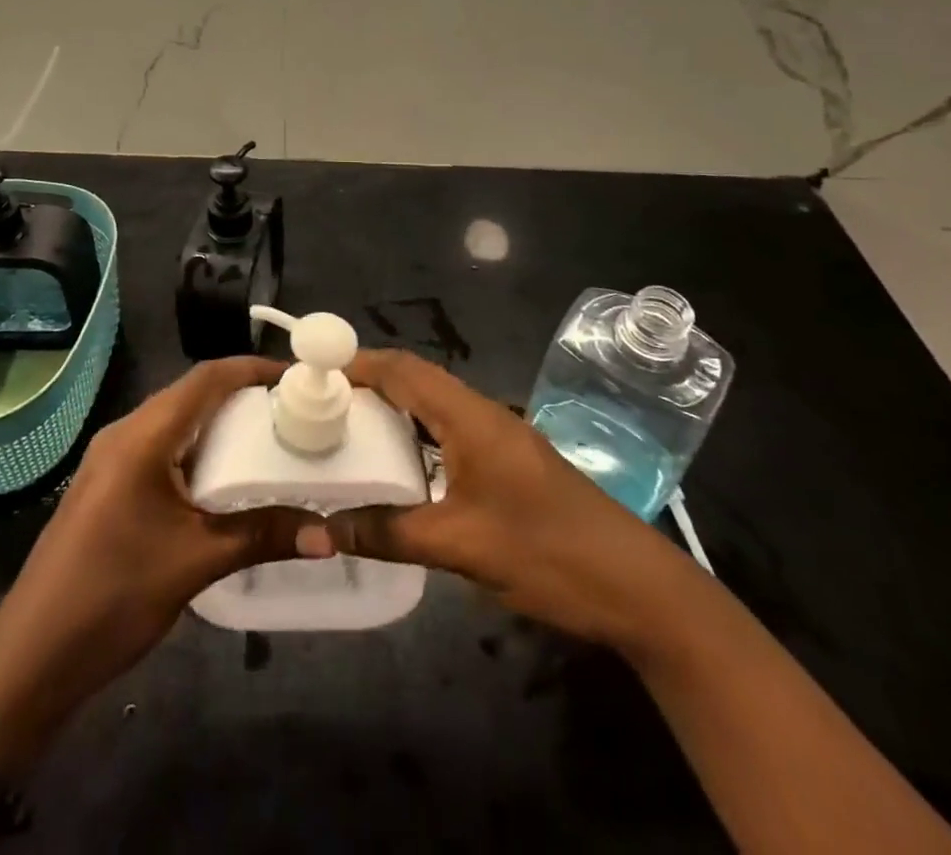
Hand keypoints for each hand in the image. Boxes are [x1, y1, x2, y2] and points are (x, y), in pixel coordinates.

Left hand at [0, 357, 328, 773]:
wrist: (31, 657)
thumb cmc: (113, 596)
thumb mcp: (196, 561)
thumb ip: (263, 535)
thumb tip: (330, 534)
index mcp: (142, 436)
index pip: (206, 378)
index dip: (253, 369)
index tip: (299, 376)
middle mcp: (124, 433)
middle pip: (191, 394)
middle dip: (242, 395)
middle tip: (293, 411)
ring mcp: (111, 460)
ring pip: (175, 421)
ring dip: (220, 423)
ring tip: (269, 439)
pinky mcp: (107, 486)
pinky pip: (161, 447)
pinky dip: (198, 449)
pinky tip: (224, 479)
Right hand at [326, 350, 691, 650]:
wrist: (640, 588)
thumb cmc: (549, 553)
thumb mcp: (462, 547)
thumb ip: (388, 533)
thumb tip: (318, 530)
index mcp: (470, 417)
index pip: (403, 370)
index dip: (356, 363)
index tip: (311, 369)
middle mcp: (482, 414)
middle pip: (414, 381)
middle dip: (366, 383)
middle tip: (316, 403)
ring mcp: (498, 438)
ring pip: (432, 406)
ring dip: (390, 409)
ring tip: (343, 429)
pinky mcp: (507, 463)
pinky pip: (448, 432)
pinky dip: (414, 436)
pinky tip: (394, 467)